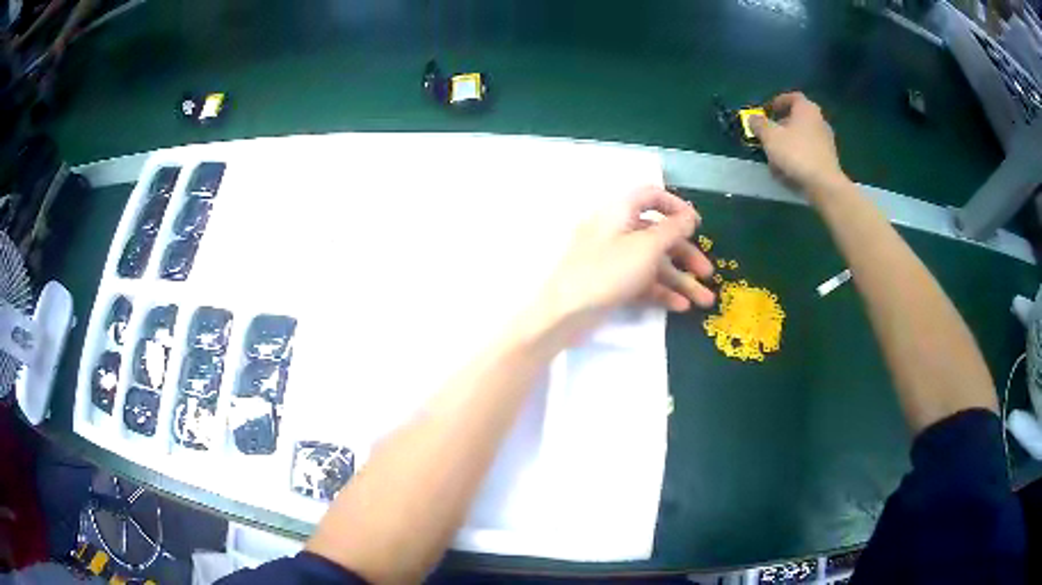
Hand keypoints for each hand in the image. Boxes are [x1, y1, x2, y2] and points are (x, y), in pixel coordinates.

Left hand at [540, 186, 715, 330]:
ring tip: (705, 301)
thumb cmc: (607, 271)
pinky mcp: (610, 283)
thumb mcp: (646, 247)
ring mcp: (612, 258)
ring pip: (652, 263)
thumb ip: (672, 229)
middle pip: (657, 234)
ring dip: (680, 280)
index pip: (651, 196)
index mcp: (619, 211)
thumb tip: (689, 215)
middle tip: (708, 273)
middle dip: (685, 254)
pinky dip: (661, 292)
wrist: (564, 313)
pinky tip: (680, 307)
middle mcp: (616, 230)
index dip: (676, 206)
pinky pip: (641, 282)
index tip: (697, 226)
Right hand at [750, 92, 846, 197]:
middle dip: (782, 126)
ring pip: (803, 137)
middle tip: (769, 135)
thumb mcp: (770, 137)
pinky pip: (810, 153)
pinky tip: (788, 171)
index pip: (793, 97)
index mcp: (806, 109)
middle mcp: (820, 121)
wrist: (824, 185)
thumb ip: (759, 125)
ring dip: (789, 144)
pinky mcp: (829, 160)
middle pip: (798, 119)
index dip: (779, 101)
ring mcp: (827, 141)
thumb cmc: (796, 153)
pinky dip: (798, 157)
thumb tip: (753, 118)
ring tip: (776, 157)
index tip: (769, 110)